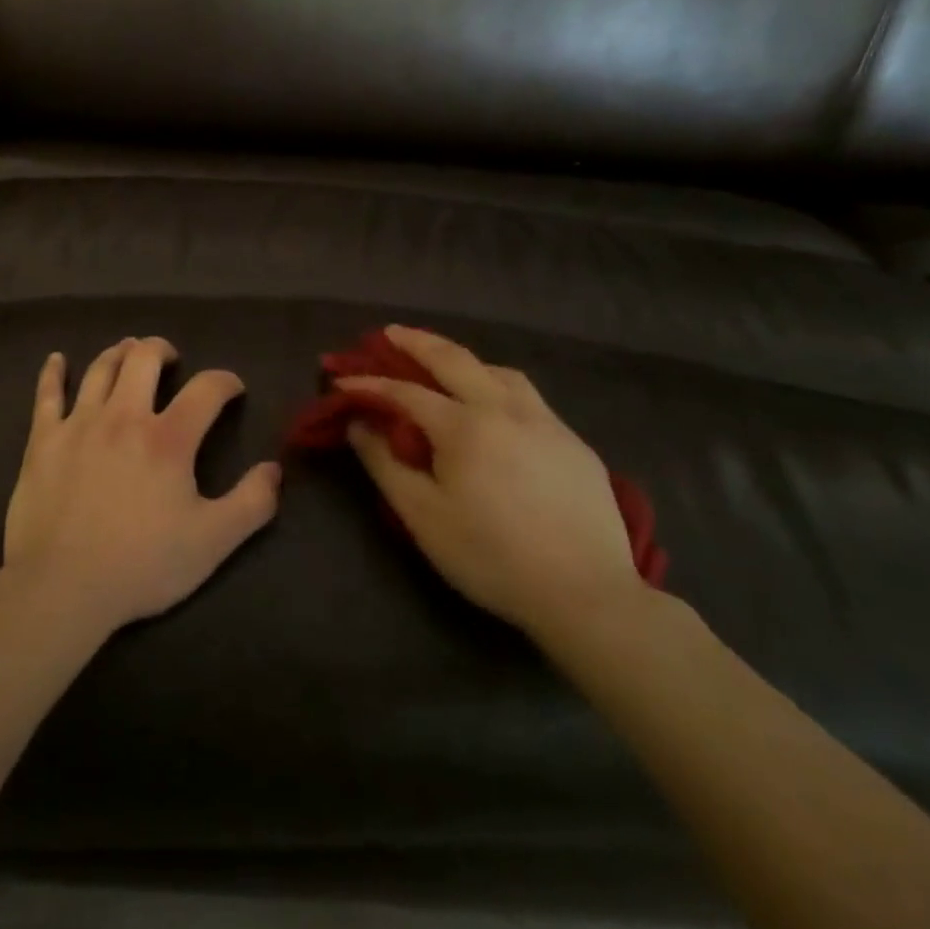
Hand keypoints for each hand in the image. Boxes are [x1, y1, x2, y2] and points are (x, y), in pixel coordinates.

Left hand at [4, 337, 281, 633]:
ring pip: (100, 369)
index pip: (206, 389)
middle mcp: (123, 417)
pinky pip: (46, 394)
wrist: (62, 587)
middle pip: (144, 359)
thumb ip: (251, 503)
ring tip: (128, 351)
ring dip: (119, 352)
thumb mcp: (212, 542)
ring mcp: (79, 424)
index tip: (232, 388)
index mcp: (168, 439)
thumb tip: (274, 469)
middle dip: (162, 350)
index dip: (225, 381)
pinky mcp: (43, 439)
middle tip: (171, 359)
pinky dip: (53, 372)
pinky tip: (57, 360)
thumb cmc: (142, 565)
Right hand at [340, 326, 643, 641]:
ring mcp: (546, 423)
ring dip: (464, 360)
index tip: (342, 381)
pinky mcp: (574, 443)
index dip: (370, 384)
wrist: (587, 595)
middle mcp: (505, 410)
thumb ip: (384, 464)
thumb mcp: (422, 516)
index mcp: (465, 427)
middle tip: (390, 333)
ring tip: (445, 365)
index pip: (405, 392)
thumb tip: (360, 423)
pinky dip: (499, 385)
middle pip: (454, 359)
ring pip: (499, 371)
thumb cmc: (491, 557)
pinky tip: (496, 407)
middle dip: (416, 342)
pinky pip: (529, 397)